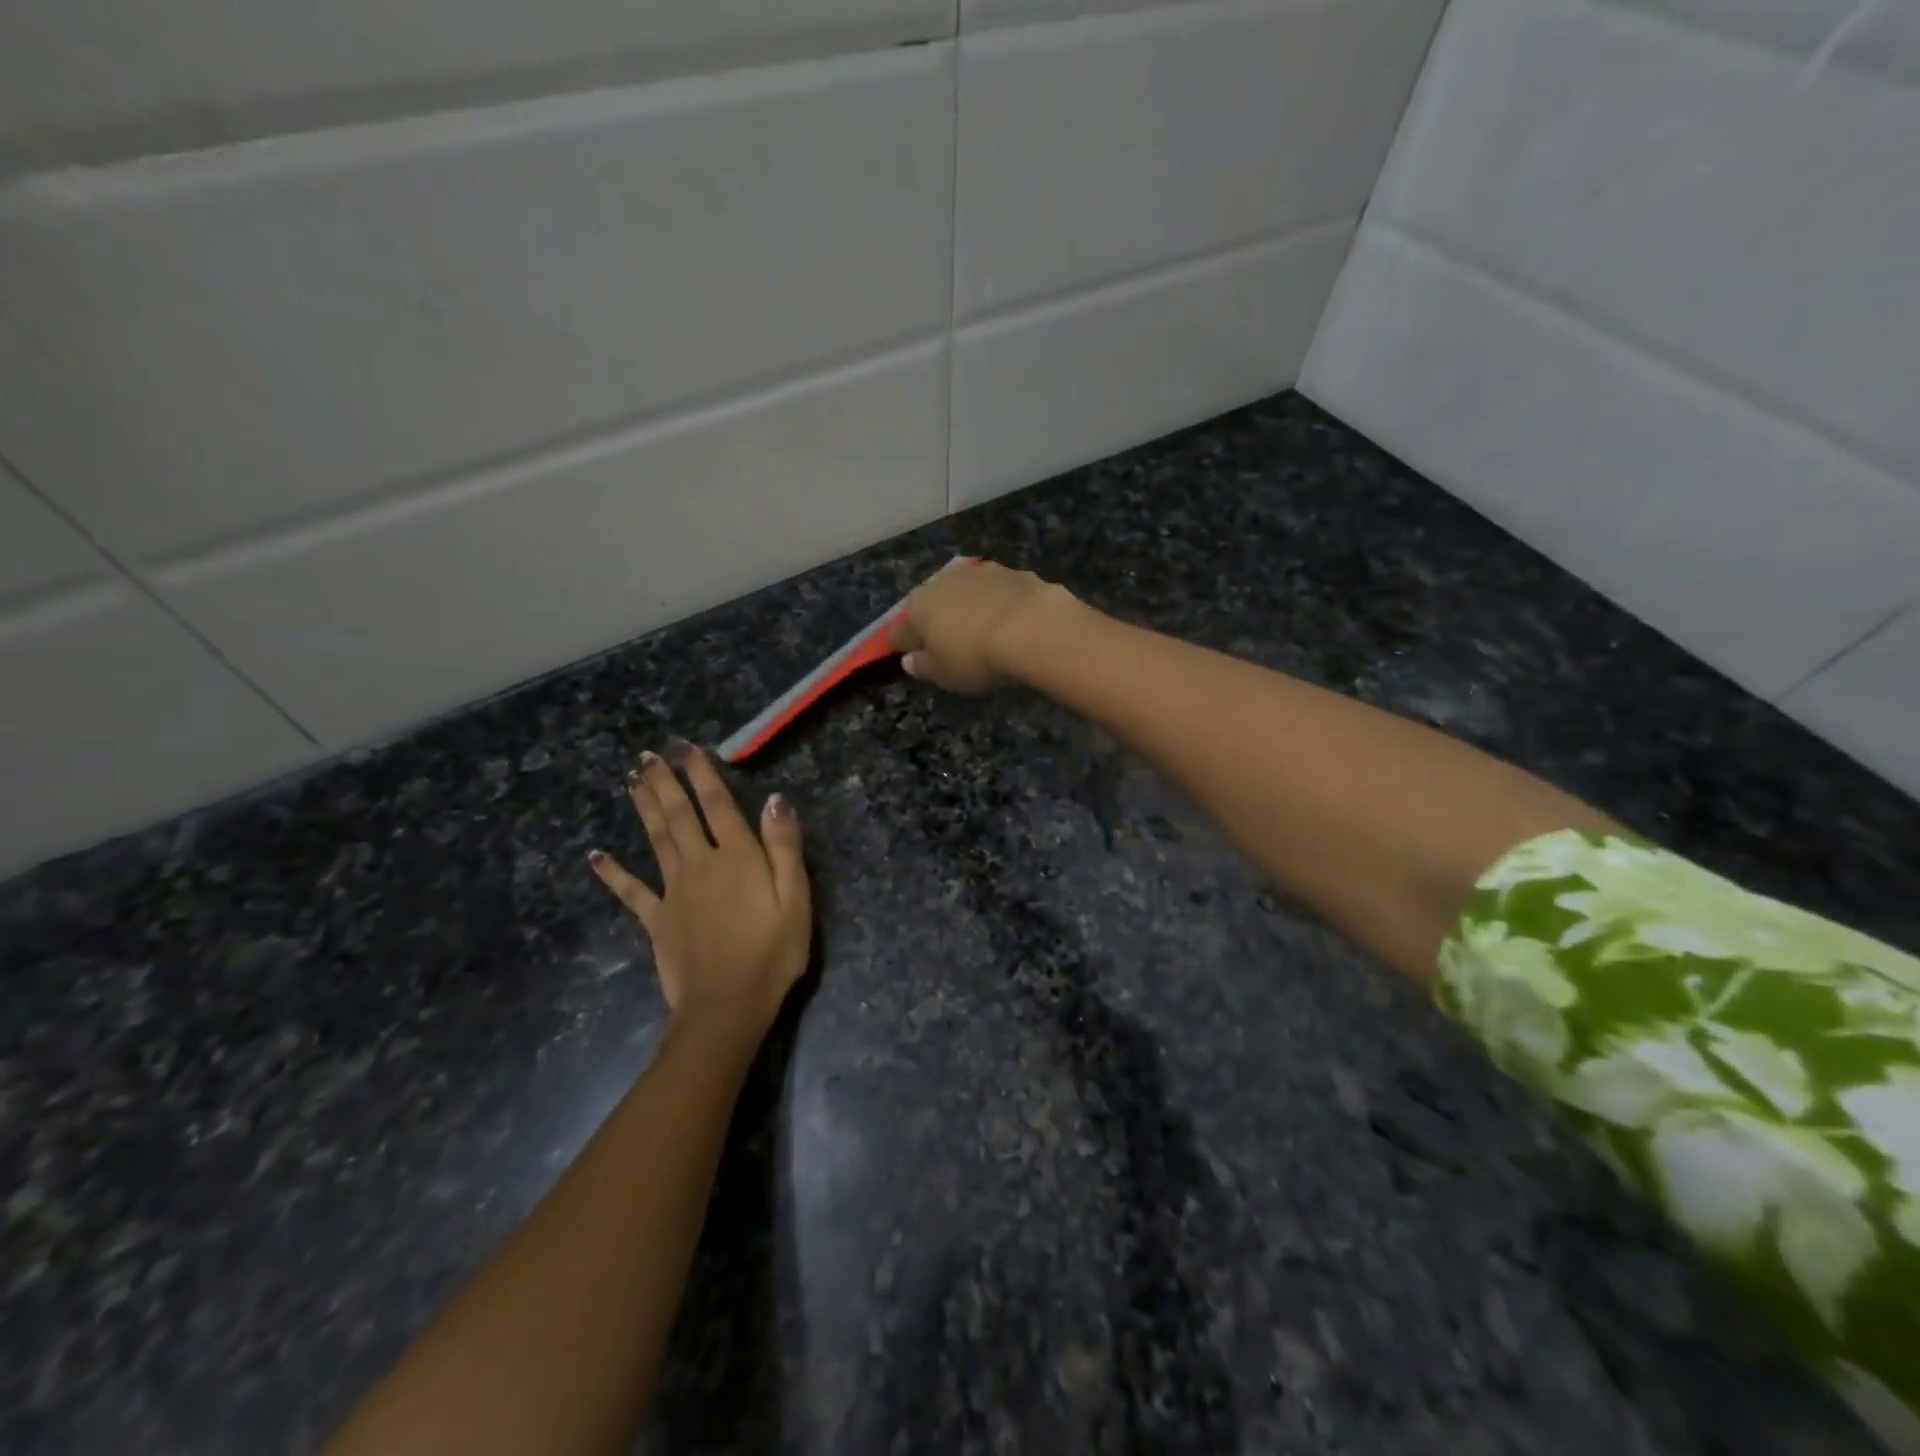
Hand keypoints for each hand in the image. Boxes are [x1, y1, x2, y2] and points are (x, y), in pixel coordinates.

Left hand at [590, 744, 811, 1036]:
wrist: (726, 1006)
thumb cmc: (772, 954)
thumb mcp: (796, 900)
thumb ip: (785, 848)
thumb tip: (776, 800)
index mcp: (738, 858)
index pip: (718, 805)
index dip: (702, 775)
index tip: (688, 749)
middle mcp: (701, 864)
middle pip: (680, 815)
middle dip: (664, 783)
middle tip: (648, 756)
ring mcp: (674, 891)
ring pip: (657, 840)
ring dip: (645, 809)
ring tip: (632, 781)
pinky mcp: (657, 920)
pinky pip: (631, 891)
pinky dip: (613, 873)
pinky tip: (595, 856)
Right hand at [888, 560, 1070, 692]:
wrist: (1030, 626)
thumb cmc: (975, 655)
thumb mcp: (943, 674)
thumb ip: (922, 667)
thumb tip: (909, 660)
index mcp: (919, 607)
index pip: (902, 631)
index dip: (908, 646)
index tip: (916, 658)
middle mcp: (943, 582)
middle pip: (935, 605)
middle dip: (940, 621)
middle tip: (954, 644)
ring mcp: (979, 573)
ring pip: (967, 593)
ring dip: (971, 607)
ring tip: (985, 630)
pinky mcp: (1012, 571)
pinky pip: (998, 591)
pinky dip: (1000, 603)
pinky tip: (1012, 620)